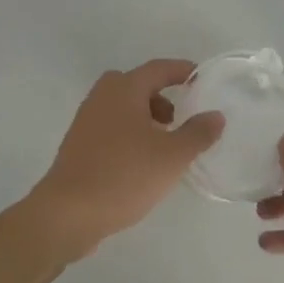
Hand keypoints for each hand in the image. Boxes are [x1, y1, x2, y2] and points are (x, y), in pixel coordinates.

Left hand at [25, 60, 223, 263]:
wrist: (67, 213)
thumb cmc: (124, 175)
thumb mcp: (172, 156)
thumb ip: (198, 133)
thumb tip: (216, 115)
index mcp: (124, 89)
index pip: (158, 68)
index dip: (182, 71)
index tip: (201, 78)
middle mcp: (102, 97)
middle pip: (136, 84)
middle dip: (160, 96)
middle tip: (178, 118)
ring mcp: (86, 121)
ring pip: (122, 107)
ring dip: (145, 117)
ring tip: (163, 145)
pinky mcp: (78, 145)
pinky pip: (110, 127)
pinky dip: (129, 133)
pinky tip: (140, 163)